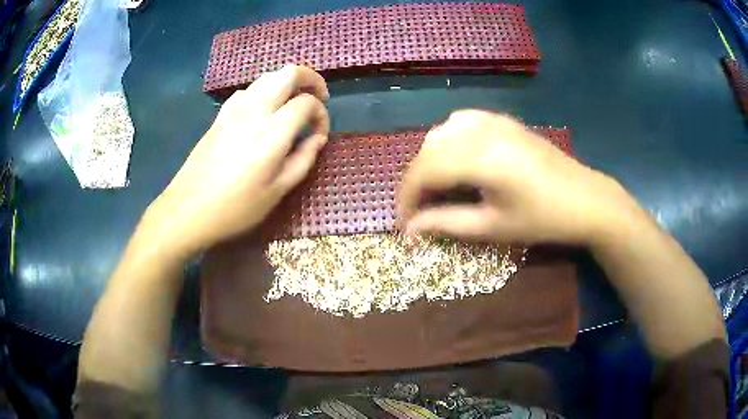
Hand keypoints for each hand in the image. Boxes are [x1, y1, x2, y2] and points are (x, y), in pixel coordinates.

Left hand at [145, 65, 329, 256]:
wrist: (188, 210)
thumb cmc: (236, 208)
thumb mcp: (277, 191)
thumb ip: (303, 159)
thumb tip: (318, 138)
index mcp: (273, 131)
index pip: (307, 103)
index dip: (321, 114)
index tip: (319, 134)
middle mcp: (255, 110)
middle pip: (289, 72)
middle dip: (310, 79)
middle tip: (318, 98)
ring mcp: (234, 109)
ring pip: (267, 76)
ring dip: (286, 83)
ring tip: (292, 104)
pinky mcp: (219, 116)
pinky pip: (247, 91)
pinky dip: (262, 92)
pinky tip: (261, 113)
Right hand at [397, 110, 642, 245]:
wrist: (585, 199)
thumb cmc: (543, 219)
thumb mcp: (493, 227)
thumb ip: (446, 223)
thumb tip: (410, 230)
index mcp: (479, 157)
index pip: (423, 171)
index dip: (406, 199)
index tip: (404, 225)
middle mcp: (480, 130)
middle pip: (428, 151)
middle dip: (416, 182)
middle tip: (420, 212)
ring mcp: (492, 120)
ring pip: (440, 133)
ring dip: (431, 161)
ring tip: (438, 188)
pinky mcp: (502, 120)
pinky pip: (461, 122)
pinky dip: (448, 141)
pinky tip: (458, 159)